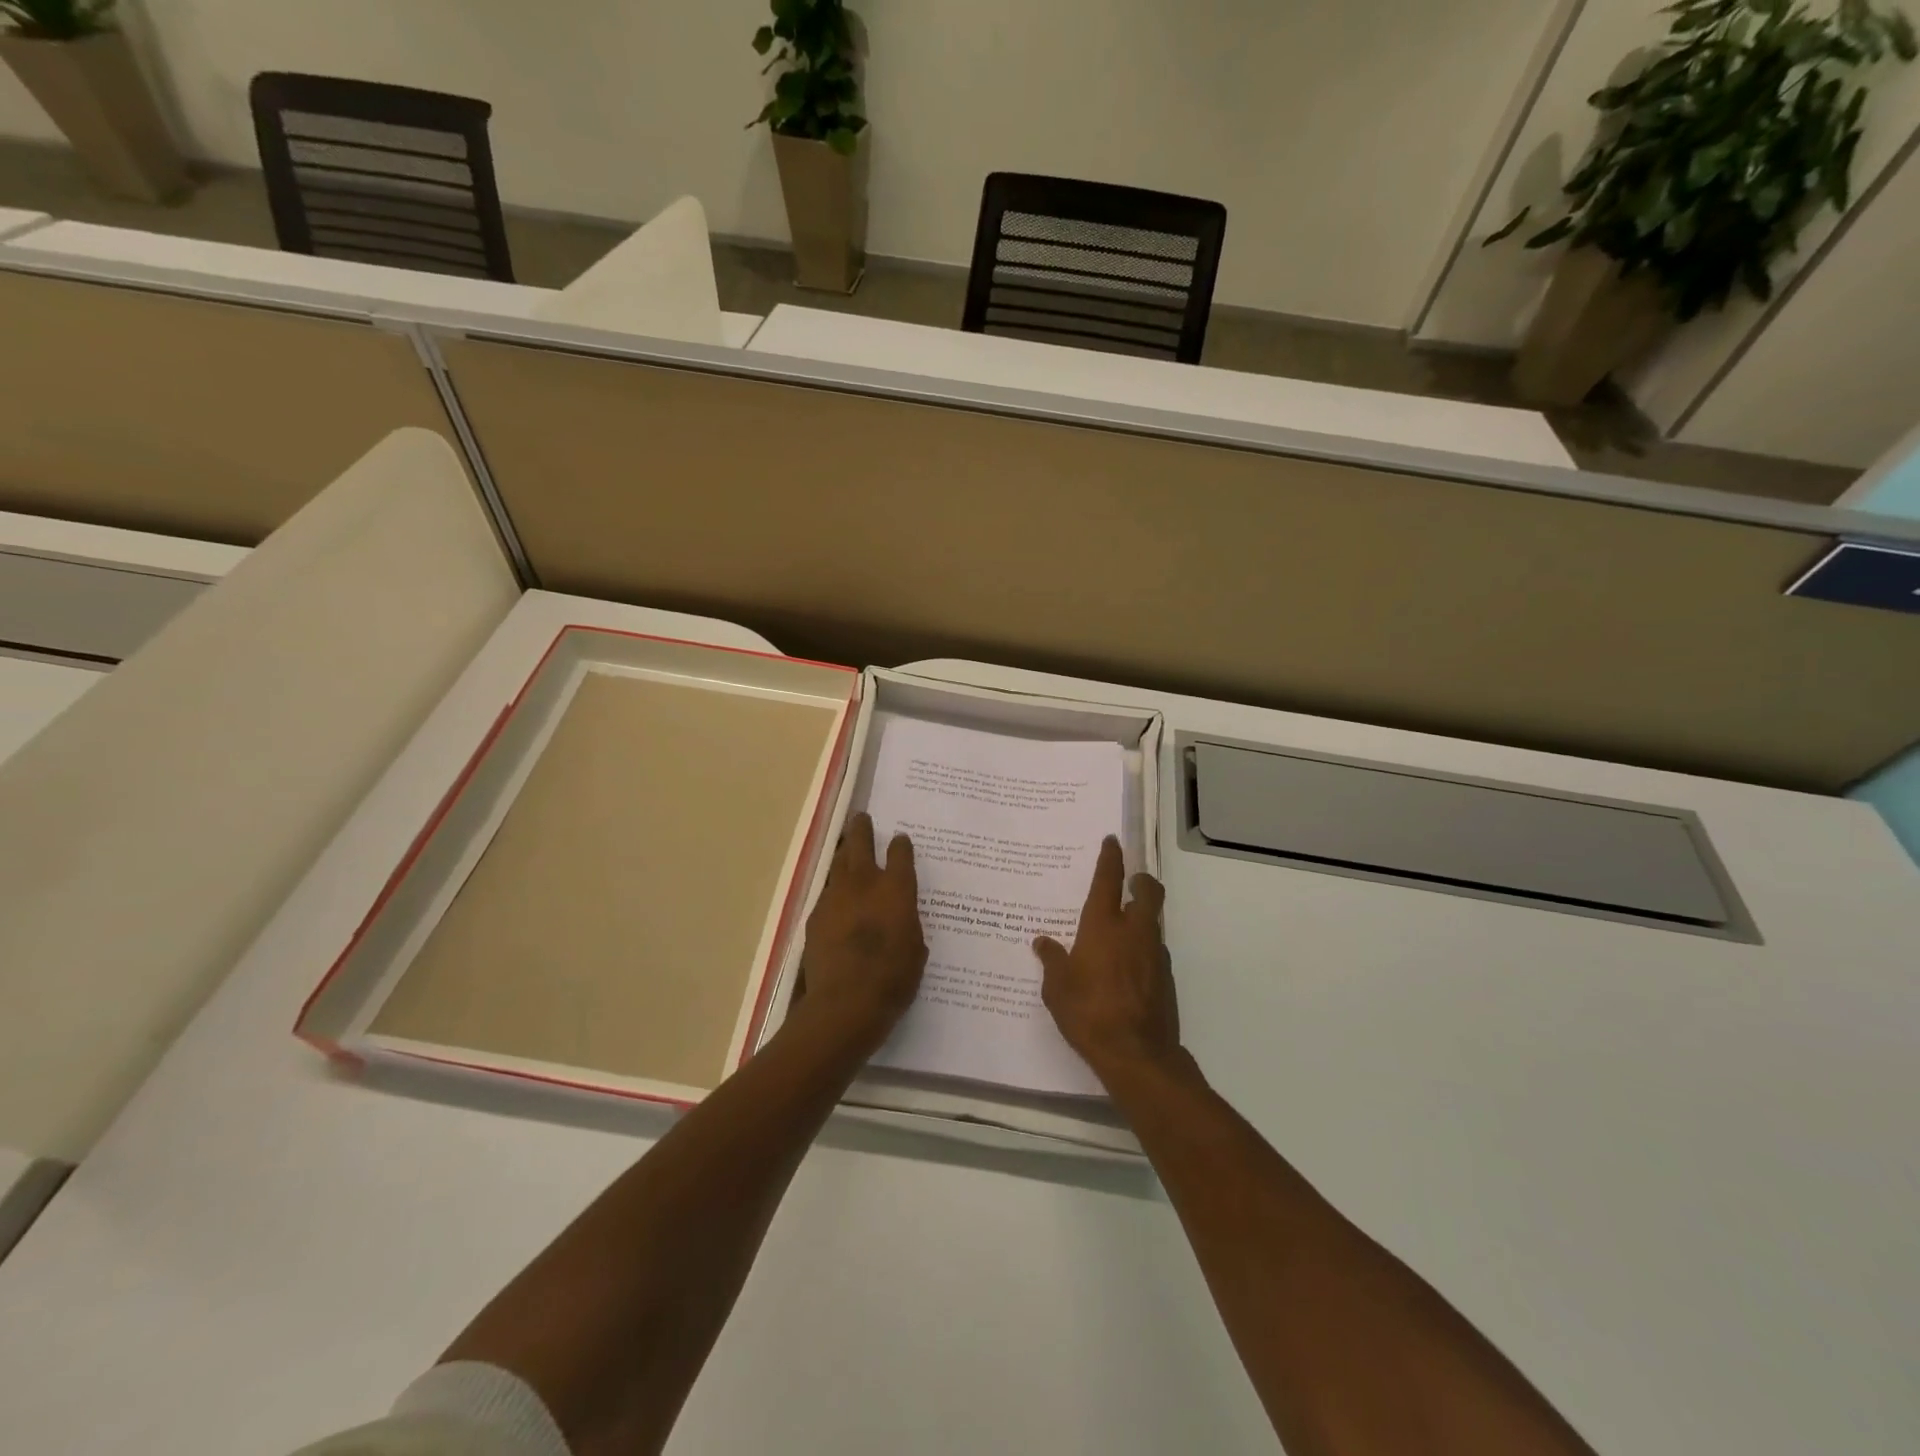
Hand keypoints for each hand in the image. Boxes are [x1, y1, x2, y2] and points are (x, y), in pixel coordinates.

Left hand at [793, 813, 926, 1053]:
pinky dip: (834, 890)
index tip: (900, 840)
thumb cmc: (893, 979)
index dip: (901, 845)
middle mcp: (864, 883)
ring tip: (846, 850)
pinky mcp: (815, 916)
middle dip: (861, 829)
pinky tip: (836, 899)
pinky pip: (826, 893)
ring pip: (838, 864)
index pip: (900, 854)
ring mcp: (835, 897)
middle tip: (862, 819)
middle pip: (859, 843)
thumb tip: (901, 919)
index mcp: (896, 889)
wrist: (845, 1003)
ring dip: (844, 855)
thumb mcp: (916, 950)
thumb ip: (908, 925)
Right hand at [1034, 837, 1178, 1082]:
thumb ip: (1052, 960)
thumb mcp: (1057, 988)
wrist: (1138, 1055)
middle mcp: (1134, 931)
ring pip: (1153, 922)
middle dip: (1141, 880)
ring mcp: (1155, 954)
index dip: (1111, 857)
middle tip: (1131, 881)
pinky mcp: (1166, 978)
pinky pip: (1154, 950)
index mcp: (1103, 926)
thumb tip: (1042, 942)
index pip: (1109, 879)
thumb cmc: (1089, 1013)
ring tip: (1120, 931)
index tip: (1113, 841)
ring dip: (1142, 917)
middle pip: (1148, 892)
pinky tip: (1126, 968)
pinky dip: (1143, 949)